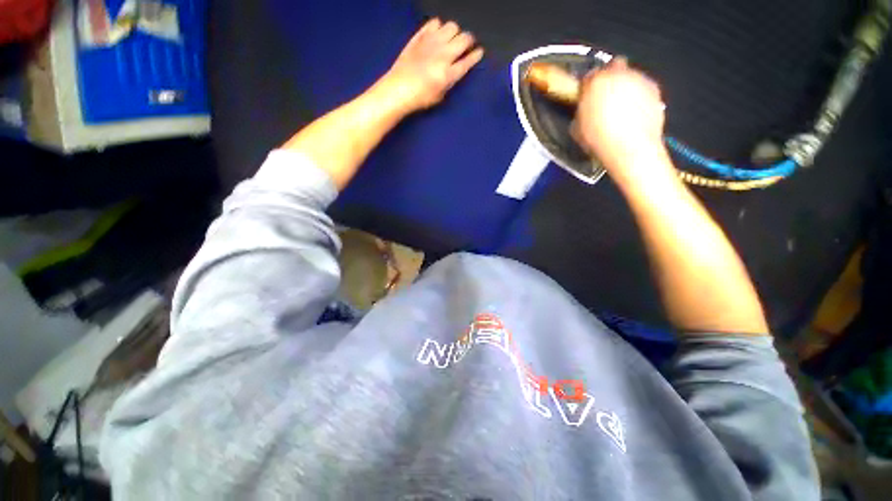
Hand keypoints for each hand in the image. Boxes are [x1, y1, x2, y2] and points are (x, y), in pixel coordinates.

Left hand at [380, 18, 483, 112]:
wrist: (399, 89)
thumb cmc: (420, 98)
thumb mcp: (440, 96)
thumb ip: (450, 81)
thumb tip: (455, 69)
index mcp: (449, 73)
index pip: (468, 60)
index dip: (476, 55)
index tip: (479, 52)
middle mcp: (443, 54)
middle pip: (464, 38)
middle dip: (468, 41)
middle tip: (466, 46)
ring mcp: (431, 42)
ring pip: (452, 26)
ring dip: (454, 32)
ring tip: (451, 40)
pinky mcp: (420, 36)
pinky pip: (435, 23)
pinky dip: (439, 27)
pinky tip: (437, 35)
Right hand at [573, 58, 666, 175]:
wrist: (630, 147)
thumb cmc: (600, 139)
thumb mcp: (577, 128)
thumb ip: (581, 112)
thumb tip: (584, 111)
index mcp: (595, 82)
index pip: (589, 76)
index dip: (587, 86)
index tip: (586, 96)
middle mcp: (619, 74)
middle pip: (614, 66)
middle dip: (609, 78)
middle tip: (604, 97)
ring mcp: (639, 79)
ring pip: (630, 76)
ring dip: (625, 87)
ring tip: (620, 109)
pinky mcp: (655, 89)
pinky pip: (643, 88)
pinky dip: (639, 96)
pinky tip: (633, 114)